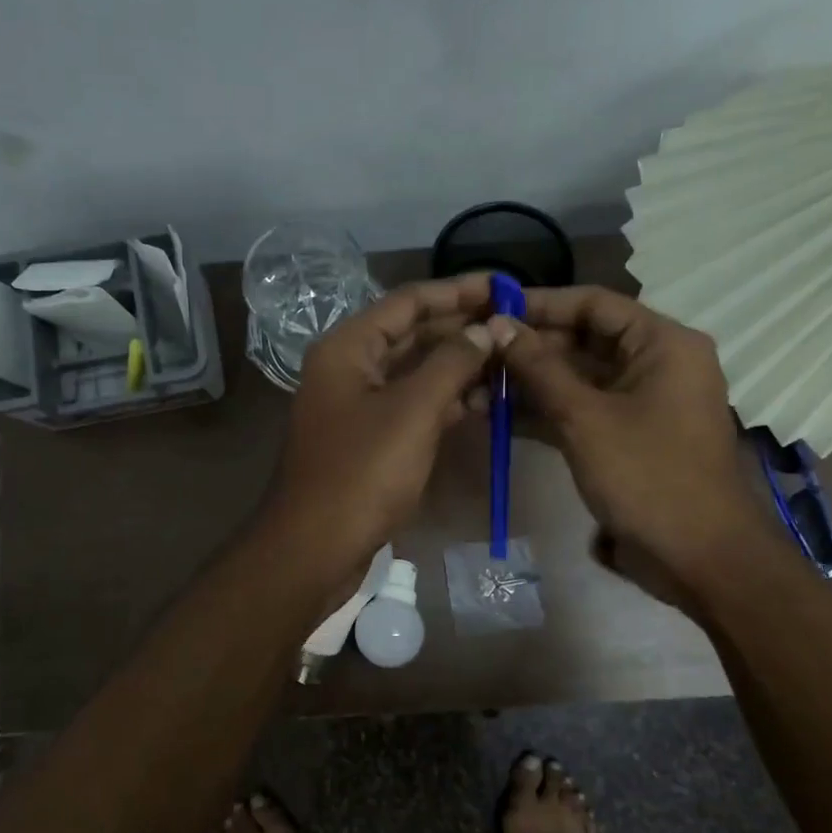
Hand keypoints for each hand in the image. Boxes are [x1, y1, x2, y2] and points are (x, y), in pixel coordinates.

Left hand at [263, 275, 494, 579]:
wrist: (315, 546)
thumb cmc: (362, 472)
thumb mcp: (413, 411)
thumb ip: (452, 363)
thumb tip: (488, 327)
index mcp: (348, 347)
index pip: (409, 301)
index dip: (457, 291)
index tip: (504, 286)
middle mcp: (349, 367)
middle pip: (412, 334)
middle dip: (462, 329)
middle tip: (515, 325)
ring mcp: (357, 405)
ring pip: (415, 373)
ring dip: (458, 366)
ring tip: (509, 361)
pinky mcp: (368, 439)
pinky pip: (411, 406)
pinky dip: (444, 402)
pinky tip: (484, 403)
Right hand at [493, 286, 776, 606]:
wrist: (699, 558)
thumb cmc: (648, 476)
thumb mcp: (585, 417)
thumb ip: (539, 369)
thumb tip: (498, 326)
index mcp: (662, 344)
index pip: (594, 304)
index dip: (540, 304)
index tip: (491, 309)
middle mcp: (655, 363)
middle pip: (583, 340)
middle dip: (529, 349)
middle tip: (475, 352)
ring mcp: (641, 402)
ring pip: (578, 379)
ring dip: (530, 383)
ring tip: (476, 385)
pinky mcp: (627, 436)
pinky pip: (582, 410)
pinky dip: (545, 412)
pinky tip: (498, 416)